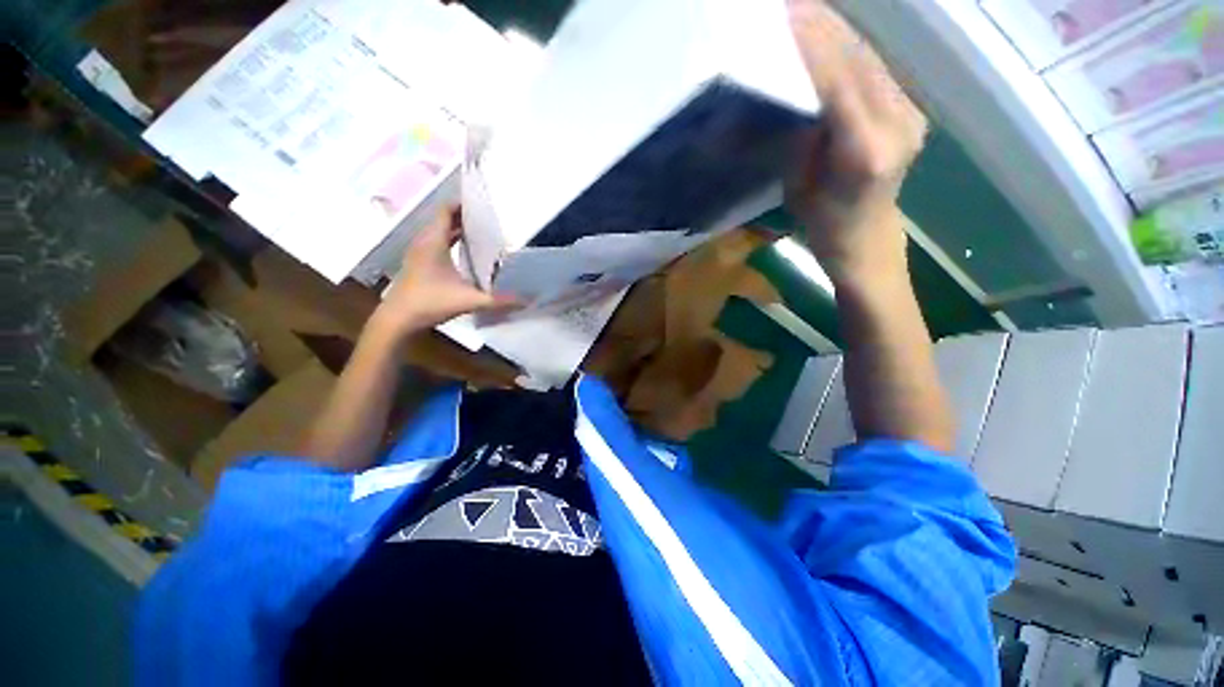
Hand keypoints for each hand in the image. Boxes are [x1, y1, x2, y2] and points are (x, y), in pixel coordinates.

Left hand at [370, 206, 517, 338]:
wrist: (398, 319)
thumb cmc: (430, 302)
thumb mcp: (469, 301)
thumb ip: (499, 300)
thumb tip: (527, 300)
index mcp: (434, 242)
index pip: (446, 211)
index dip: (462, 204)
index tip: (483, 204)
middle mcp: (424, 242)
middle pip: (444, 220)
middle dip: (465, 216)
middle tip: (490, 219)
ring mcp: (419, 253)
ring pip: (439, 232)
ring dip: (457, 229)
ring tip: (482, 232)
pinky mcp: (418, 264)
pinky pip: (436, 243)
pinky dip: (450, 242)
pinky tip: (466, 253)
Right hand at [785, 0, 927, 284]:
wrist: (867, 237)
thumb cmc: (825, 224)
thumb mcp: (798, 188)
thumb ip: (797, 138)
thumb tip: (783, 93)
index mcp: (864, 152)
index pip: (837, 84)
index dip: (811, 47)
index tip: (785, 16)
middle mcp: (897, 124)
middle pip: (858, 61)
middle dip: (823, 27)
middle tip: (789, 3)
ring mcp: (909, 113)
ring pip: (869, 58)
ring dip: (836, 30)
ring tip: (804, 9)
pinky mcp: (909, 108)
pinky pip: (875, 69)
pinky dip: (848, 48)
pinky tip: (828, 34)